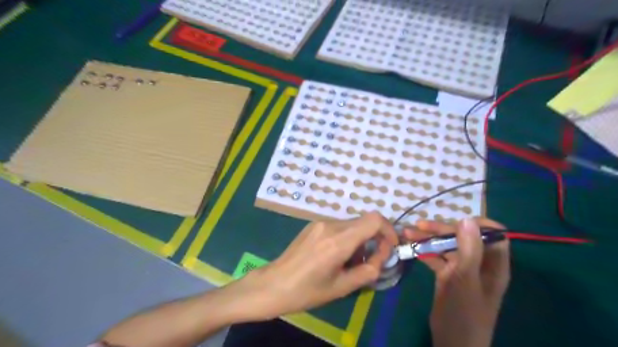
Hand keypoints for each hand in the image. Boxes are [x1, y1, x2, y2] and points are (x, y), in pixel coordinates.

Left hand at [241, 213, 395, 321]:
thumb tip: (381, 257)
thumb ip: (368, 270)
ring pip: (352, 224)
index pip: (374, 220)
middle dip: (375, 238)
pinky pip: (339, 226)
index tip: (390, 248)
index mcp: (338, 240)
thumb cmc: (307, 291)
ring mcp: (320, 223)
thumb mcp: (342, 287)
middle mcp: (330, 225)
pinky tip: (337, 256)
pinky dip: (347, 237)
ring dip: (360, 239)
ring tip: (350, 262)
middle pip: (364, 221)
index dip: (388, 230)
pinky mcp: (313, 225)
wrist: (274, 284)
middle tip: (371, 261)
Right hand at [404, 217, 509, 346]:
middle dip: (441, 229)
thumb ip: (469, 250)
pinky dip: (424, 251)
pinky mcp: (448, 276)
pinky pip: (437, 258)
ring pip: (447, 246)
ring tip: (407, 232)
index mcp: (493, 264)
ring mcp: (462, 269)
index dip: (477, 224)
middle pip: (464, 237)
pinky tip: (410, 247)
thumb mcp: (465, 280)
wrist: (452, 344)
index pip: (493, 235)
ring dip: (428, 238)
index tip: (455, 220)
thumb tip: (467, 218)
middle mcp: (479, 263)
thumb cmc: (463, 314)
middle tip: (419, 226)